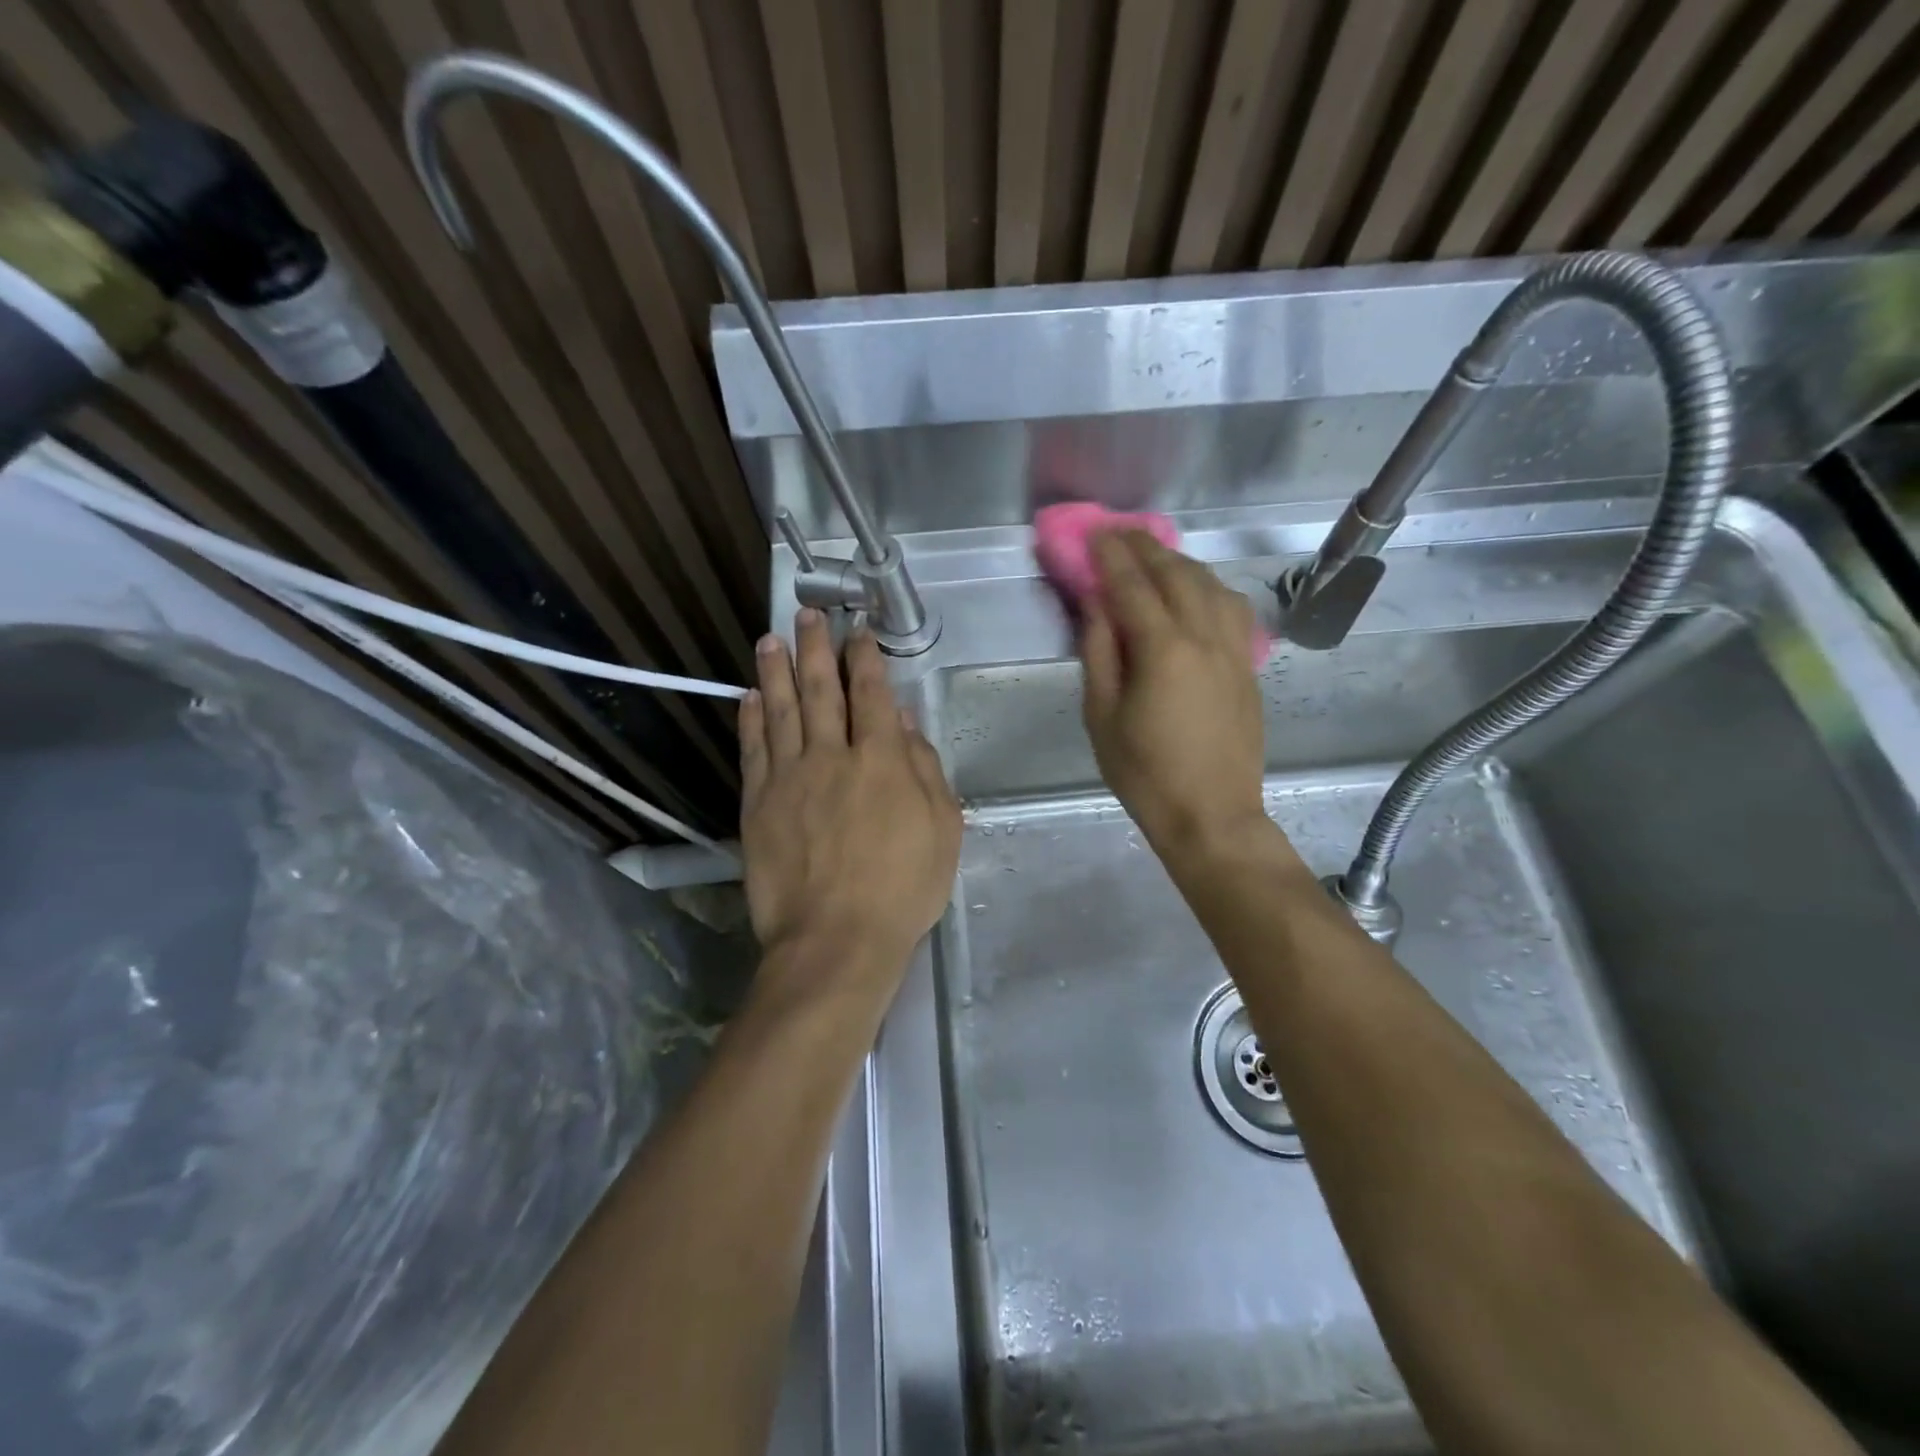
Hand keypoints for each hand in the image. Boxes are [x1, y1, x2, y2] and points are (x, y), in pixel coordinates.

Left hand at [739, 609, 961, 995]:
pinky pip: (754, 749)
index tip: (859, 631)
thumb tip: (907, 723)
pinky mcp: (758, 803)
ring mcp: (790, 778)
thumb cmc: (902, 889)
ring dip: (778, 671)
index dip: (866, 658)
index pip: (873, 694)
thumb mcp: (943, 830)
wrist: (835, 940)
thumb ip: (925, 770)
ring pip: (782, 710)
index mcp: (882, 760)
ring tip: (772, 639)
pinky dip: (751, 719)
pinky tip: (750, 697)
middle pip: (822, 690)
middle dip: (817, 648)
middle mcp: (832, 756)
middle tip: (808, 616)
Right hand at [1081, 531, 1269, 858]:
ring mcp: (1234, 649)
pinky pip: (1232, 607)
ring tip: (1154, 555)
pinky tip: (1197, 590)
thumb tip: (1097, 605)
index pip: (1133, 585)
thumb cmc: (1145, 773)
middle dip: (1145, 547)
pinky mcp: (1248, 665)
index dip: (1110, 555)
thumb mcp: (1102, 716)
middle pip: (1176, 574)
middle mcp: (1204, 636)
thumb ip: (1099, 653)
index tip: (1094, 533)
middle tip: (1119, 532)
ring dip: (1179, 562)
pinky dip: (1209, 586)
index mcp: (1163, 650)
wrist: (1212, 814)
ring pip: (1210, 584)